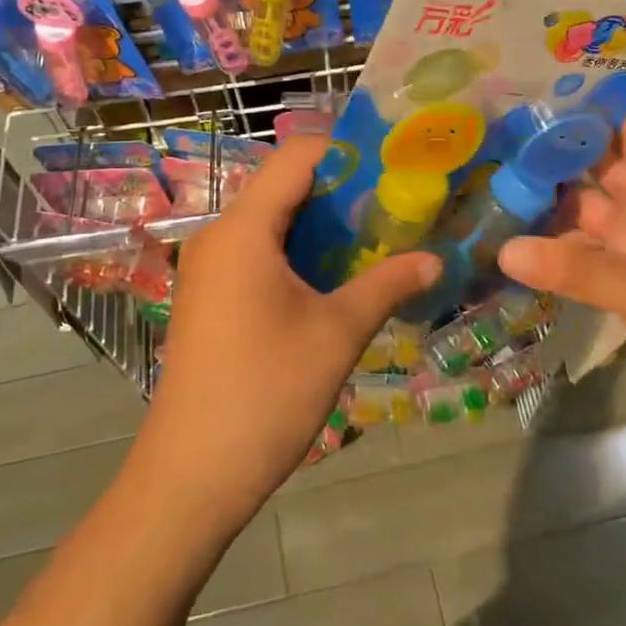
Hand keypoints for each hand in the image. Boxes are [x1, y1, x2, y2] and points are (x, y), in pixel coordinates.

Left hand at [134, 136, 437, 532]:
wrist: (190, 474)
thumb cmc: (265, 393)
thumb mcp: (336, 334)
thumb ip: (387, 285)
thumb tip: (435, 259)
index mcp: (243, 228)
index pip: (296, 156)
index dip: (346, 151)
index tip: (394, 167)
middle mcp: (219, 235)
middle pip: (283, 185)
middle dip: (341, 190)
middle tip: (395, 206)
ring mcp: (209, 266)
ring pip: (271, 220)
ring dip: (321, 224)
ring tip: (376, 240)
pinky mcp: (209, 295)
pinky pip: (257, 251)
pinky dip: (297, 251)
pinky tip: (335, 277)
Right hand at [497, 106, 625, 465]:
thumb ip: (573, 269)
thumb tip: (502, 250)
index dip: (595, 104)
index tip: (539, 86)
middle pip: (598, 167)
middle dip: (554, 151)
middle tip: (494, 134)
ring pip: (583, 212)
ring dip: (546, 202)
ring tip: (488, 183)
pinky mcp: (624, 285)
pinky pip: (580, 255)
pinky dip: (549, 251)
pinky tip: (508, 246)